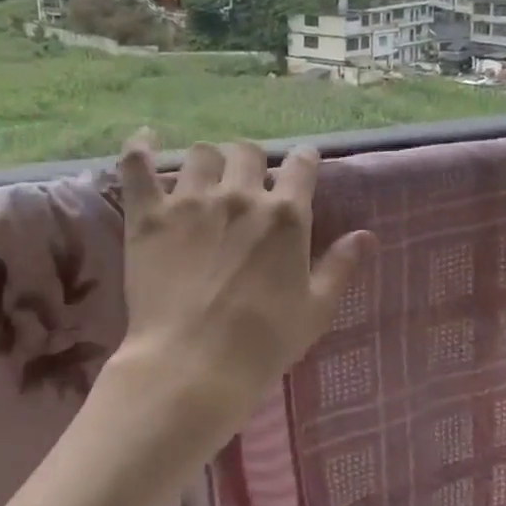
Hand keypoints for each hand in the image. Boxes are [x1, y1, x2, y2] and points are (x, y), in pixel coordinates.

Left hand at [109, 130, 373, 440]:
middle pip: (248, 152)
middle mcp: (240, 196)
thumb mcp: (315, 309)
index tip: (302, 165)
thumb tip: (366, 235)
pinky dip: (141, 148)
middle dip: (252, 162)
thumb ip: (340, 266)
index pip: (301, 165)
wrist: (193, 366)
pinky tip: (147, 139)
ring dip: (209, 162)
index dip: (304, 160)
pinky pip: (139, 165)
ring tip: (205, 180)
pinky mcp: (149, 216)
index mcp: (285, 215)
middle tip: (248, 184)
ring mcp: (191, 202)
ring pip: (202, 154)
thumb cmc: (262, 343)